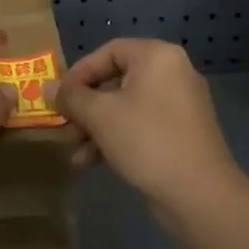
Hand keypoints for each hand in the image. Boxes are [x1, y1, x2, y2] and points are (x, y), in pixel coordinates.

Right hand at [49, 38, 248, 219]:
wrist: (201, 197)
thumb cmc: (147, 140)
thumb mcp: (100, 115)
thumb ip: (71, 97)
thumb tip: (48, 87)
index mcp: (157, 57)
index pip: (108, 52)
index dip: (79, 73)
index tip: (60, 97)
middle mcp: (172, 73)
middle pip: (115, 81)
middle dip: (85, 107)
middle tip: (64, 126)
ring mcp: (180, 106)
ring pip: (126, 107)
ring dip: (96, 127)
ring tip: (74, 152)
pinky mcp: (182, 135)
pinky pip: (141, 126)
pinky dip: (117, 138)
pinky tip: (92, 163)